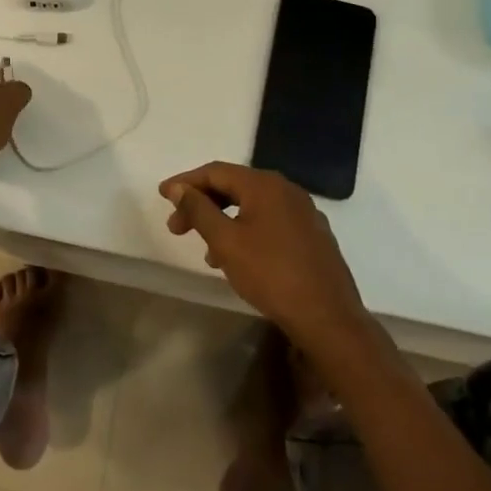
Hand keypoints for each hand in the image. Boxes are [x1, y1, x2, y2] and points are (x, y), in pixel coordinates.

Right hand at [159, 162, 369, 343]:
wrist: (328, 319)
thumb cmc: (271, 274)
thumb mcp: (225, 241)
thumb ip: (198, 210)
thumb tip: (178, 188)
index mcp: (265, 185)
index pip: (216, 172)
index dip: (185, 182)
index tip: (162, 195)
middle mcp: (286, 190)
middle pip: (234, 186)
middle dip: (202, 204)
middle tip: (177, 227)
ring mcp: (304, 213)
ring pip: (252, 206)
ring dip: (223, 221)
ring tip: (206, 250)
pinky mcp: (313, 236)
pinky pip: (270, 222)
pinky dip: (246, 231)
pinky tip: (237, 258)